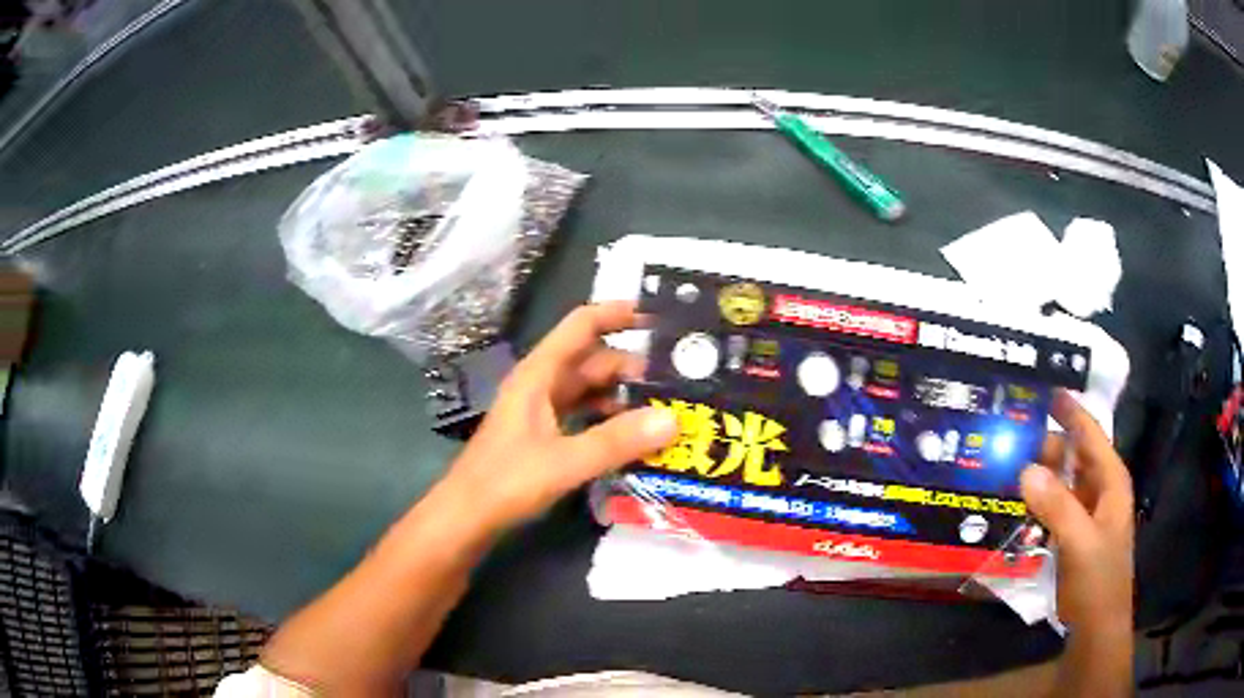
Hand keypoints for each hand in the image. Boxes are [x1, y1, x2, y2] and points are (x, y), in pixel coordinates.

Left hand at [439, 301, 678, 533]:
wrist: (466, 516)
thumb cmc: (507, 481)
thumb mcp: (565, 461)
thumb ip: (617, 441)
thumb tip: (673, 419)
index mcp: (539, 374)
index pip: (581, 326)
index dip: (617, 314)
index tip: (659, 317)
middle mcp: (540, 385)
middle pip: (591, 360)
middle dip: (632, 365)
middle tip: (678, 378)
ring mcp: (540, 411)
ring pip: (588, 390)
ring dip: (622, 394)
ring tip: (665, 407)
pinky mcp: (543, 436)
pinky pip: (583, 416)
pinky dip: (608, 419)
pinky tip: (634, 437)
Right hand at [1021, 390, 1133, 636]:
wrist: (1096, 627)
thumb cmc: (1097, 580)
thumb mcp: (1079, 542)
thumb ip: (1056, 505)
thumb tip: (1025, 469)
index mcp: (1110, 481)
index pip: (1090, 434)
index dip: (1070, 411)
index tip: (1044, 390)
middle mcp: (1100, 489)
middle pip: (1074, 455)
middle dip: (1047, 442)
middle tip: (1012, 431)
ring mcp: (1087, 513)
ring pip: (1063, 480)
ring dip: (1040, 471)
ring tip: (1008, 460)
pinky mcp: (1074, 533)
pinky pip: (1055, 504)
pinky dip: (1038, 498)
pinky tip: (1017, 499)